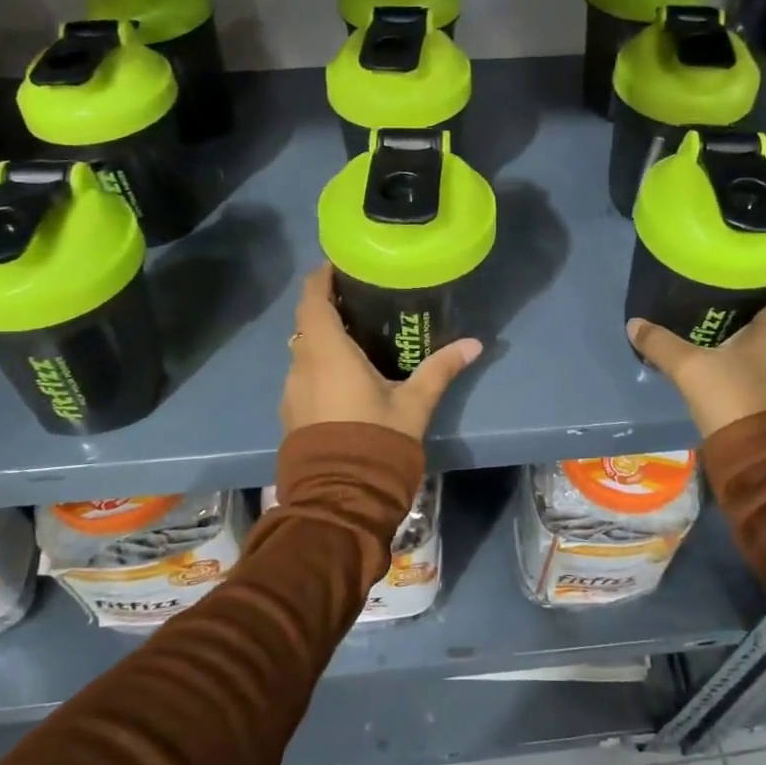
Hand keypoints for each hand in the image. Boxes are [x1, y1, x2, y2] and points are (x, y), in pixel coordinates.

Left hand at [281, 264, 482, 441]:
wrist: (340, 499)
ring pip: (303, 351)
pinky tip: (344, 376)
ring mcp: (292, 392)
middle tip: (357, 299)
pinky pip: (303, 375)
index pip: (312, 300)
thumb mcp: (414, 404)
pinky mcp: (291, 414)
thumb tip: (474, 344)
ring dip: (322, 339)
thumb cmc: (376, 440)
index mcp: (327, 353)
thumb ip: (440, 369)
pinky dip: (319, 364)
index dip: (321, 278)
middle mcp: (301, 365)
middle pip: (306, 323)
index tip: (337, 265)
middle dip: (326, 307)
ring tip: (355, 336)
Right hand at [626, 263, 765, 436]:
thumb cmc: (736, 399)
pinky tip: (724, 342)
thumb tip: (634, 324)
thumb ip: (661, 343)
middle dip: (764, 285)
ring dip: (758, 315)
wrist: (761, 459)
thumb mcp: (691, 368)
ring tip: (722, 301)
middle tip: (731, 270)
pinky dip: (753, 341)